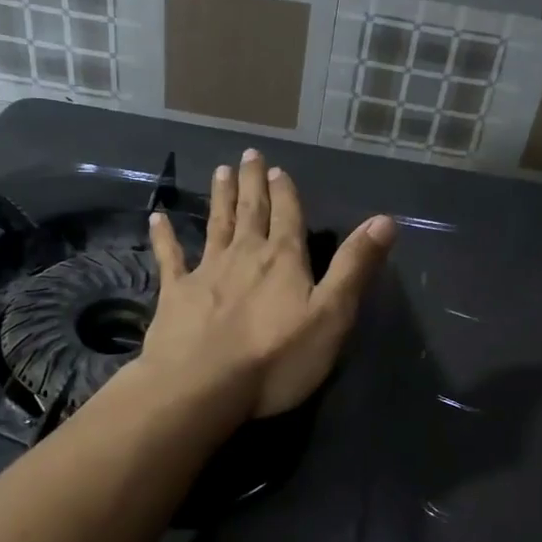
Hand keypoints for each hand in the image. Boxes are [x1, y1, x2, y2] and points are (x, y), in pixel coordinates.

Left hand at [143, 149, 395, 417]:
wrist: (203, 386)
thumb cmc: (276, 358)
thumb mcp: (332, 315)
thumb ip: (355, 266)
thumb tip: (384, 220)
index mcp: (283, 259)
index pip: (288, 216)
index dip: (285, 192)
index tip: (278, 168)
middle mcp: (245, 255)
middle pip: (251, 211)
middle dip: (252, 183)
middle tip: (248, 155)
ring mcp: (206, 271)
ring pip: (216, 225)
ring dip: (220, 198)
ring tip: (220, 171)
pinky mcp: (175, 293)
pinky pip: (170, 258)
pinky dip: (164, 236)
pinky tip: (157, 218)